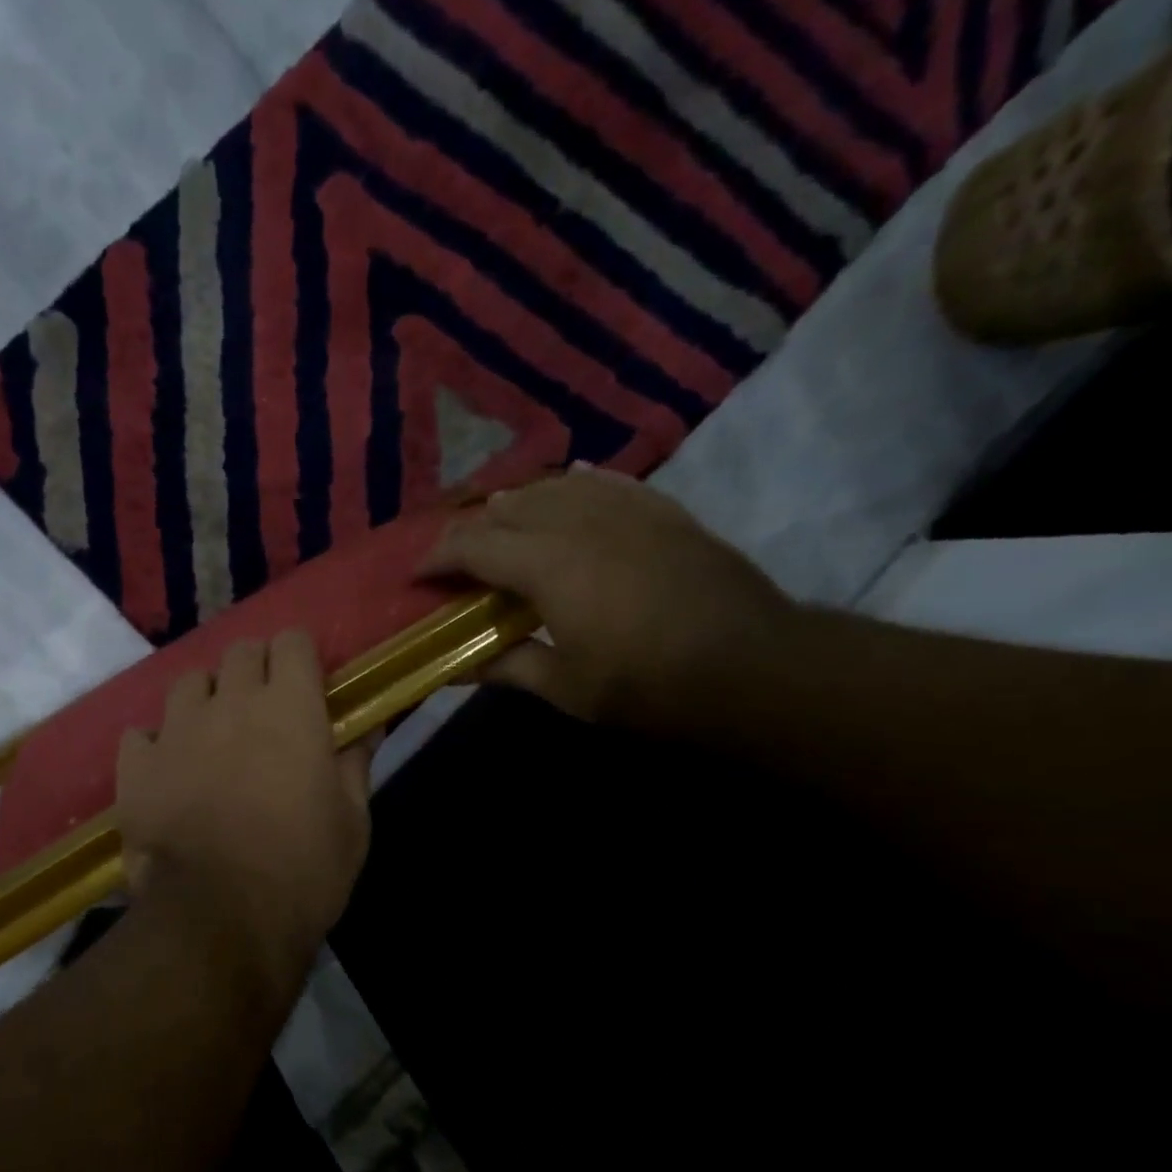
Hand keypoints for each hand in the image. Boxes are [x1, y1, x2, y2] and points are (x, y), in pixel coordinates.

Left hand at [117, 632, 372, 964]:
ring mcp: (176, 731)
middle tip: (264, 710)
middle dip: (256, 670)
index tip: (306, 684)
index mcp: (289, 709)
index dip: (299, 657)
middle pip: (240, 652)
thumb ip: (356, 763)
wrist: (219, 920)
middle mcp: (230, 703)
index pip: (292, 641)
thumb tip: (370, 724)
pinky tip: (169, 771)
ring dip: (206, 699)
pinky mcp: (136, 766)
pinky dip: (157, 745)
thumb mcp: (351, 822)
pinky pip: (141, 734)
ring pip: (188, 683)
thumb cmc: (302, 872)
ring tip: (212, 735)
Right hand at [422, 465, 793, 729]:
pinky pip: (607, 484)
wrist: (753, 668)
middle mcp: (579, 523)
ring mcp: (626, 511)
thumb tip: (456, 668)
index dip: (438, 557)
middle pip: (509, 508)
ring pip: (555, 488)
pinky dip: (576, 488)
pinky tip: (569, 490)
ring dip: (519, 505)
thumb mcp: (565, 688)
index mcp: (547, 565)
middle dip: (473, 530)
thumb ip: (505, 667)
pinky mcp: (663, 512)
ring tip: (504, 527)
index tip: (419, 576)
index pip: (473, 544)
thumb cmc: (647, 686)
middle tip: (459, 562)